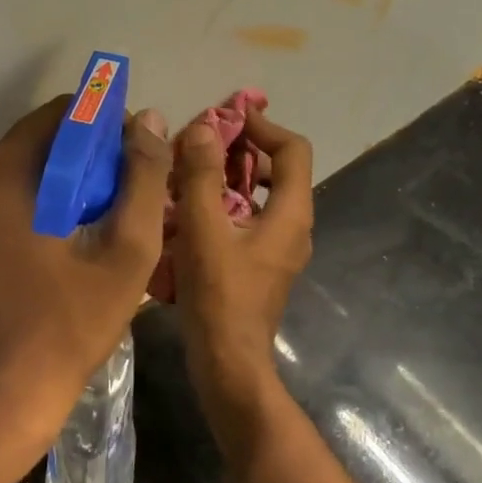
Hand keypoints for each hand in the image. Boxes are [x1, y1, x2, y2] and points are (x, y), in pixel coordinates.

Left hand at [0, 96, 170, 463]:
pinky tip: (92, 226)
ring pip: (43, 160)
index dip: (111, 125)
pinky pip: (29, 185)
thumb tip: (150, 120)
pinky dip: (62, 192)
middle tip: (136, 191)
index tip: (140, 161)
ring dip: (84, 173)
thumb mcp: (126, 250)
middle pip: (52, 134)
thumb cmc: (70, 324)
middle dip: (99, 151)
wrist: (10, 393)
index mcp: (5, 173)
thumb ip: (144, 178)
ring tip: (120, 210)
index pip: (66, 112)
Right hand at [171, 108, 313, 420]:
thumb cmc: (219, 296)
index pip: (292, 149)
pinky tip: (189, 206)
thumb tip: (204, 127)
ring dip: (228, 175)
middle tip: (200, 141)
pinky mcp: (260, 263)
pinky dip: (224, 201)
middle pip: (277, 169)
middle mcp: (293, 226)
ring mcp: (278, 247)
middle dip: (240, 149)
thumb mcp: (204, 229)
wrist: (228, 365)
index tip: (226, 117)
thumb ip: (203, 175)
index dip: (262, 126)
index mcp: (290, 213)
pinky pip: (248, 216)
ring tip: (189, 168)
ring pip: (260, 194)